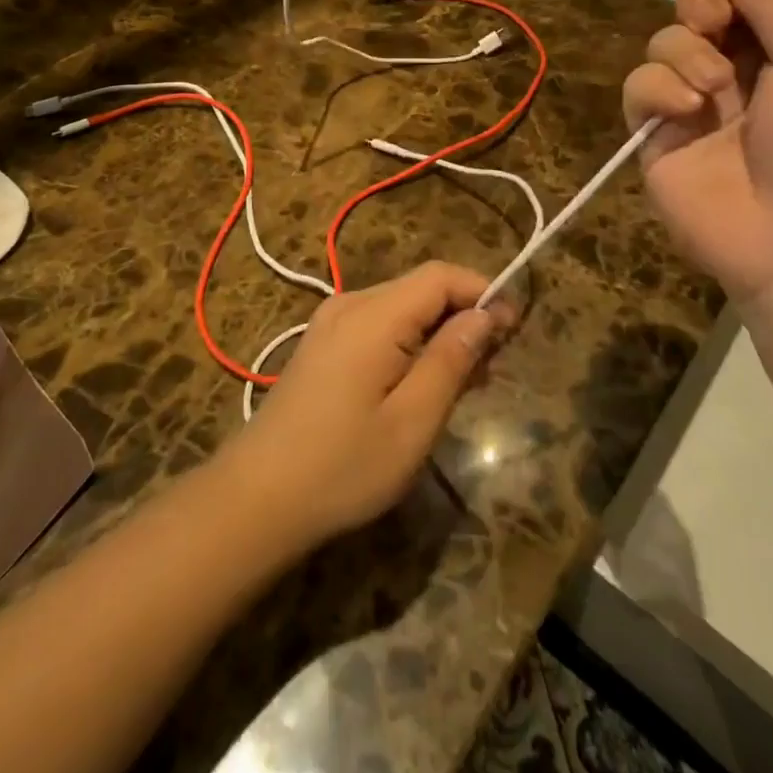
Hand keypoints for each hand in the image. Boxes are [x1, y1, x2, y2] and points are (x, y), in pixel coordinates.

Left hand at [216, 263, 510, 546]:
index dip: (483, 291)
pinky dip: (410, 343)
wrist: (256, 497)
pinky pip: (378, 326)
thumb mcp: (413, 420)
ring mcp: (331, 323)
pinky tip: (423, 384)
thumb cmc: (343, 465)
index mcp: (374, 315)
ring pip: (401, 308)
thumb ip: (451, 360)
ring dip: (439, 332)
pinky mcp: (322, 345)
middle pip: (421, 288)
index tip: (515, 329)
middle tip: (494, 368)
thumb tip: (485, 315)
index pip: (441, 275)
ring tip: (467, 382)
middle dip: (464, 315)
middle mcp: (350, 305)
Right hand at [622, 0, 772, 318]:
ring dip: (684, 52)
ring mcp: (692, 105)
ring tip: (713, 88)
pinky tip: (685, 109)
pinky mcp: (655, 136)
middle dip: (700, 5)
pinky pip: (638, 88)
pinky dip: (657, 89)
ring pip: (662, 44)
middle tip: (716, 24)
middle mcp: (737, 72)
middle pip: (696, 11)